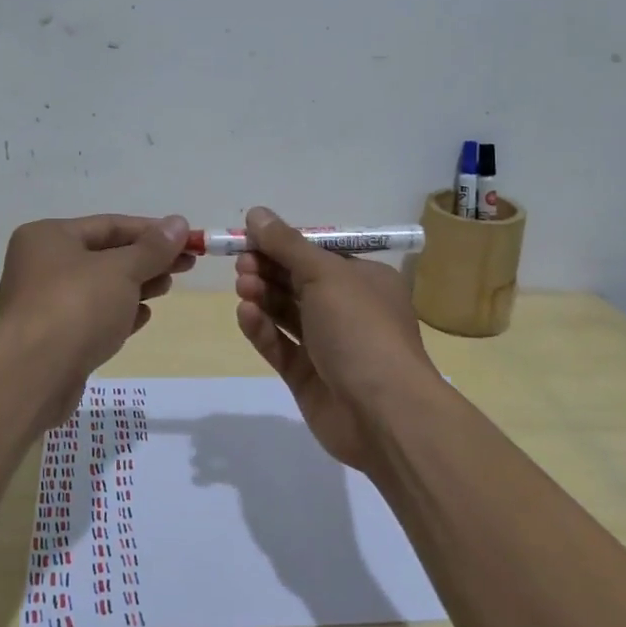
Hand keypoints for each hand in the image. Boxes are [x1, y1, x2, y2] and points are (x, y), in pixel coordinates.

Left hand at [0, 213, 192, 425]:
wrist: (34, 375)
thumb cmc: (77, 306)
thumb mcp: (122, 270)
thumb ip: (153, 248)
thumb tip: (179, 223)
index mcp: (48, 236)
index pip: (109, 225)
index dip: (152, 231)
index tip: (187, 239)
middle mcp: (41, 264)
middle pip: (105, 255)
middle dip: (146, 260)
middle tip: (185, 265)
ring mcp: (44, 303)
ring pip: (100, 288)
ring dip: (136, 286)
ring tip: (167, 288)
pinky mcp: (52, 338)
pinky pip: (92, 317)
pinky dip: (118, 314)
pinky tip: (143, 317)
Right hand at [233, 206, 440, 470]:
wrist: (383, 413)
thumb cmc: (360, 329)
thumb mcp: (325, 274)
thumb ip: (287, 244)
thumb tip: (256, 212)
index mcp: (364, 280)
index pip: (317, 254)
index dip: (283, 244)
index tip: (249, 237)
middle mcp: (348, 310)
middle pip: (298, 281)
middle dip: (268, 269)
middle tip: (241, 263)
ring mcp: (328, 345)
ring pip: (286, 313)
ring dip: (263, 296)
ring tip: (243, 286)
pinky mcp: (308, 377)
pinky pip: (280, 346)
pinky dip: (262, 329)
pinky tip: (246, 315)